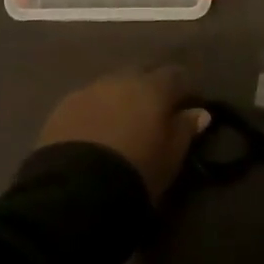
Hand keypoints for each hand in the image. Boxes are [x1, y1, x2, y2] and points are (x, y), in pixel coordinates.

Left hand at [38, 65, 209, 200]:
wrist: (76, 190)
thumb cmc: (136, 172)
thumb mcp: (170, 158)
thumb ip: (185, 130)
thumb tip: (200, 112)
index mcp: (153, 88)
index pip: (177, 75)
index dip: (184, 89)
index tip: (188, 105)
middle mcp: (121, 79)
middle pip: (142, 73)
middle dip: (150, 87)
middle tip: (154, 112)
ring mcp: (89, 90)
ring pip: (112, 85)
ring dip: (121, 97)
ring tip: (122, 122)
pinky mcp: (63, 106)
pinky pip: (88, 100)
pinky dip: (96, 110)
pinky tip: (95, 131)